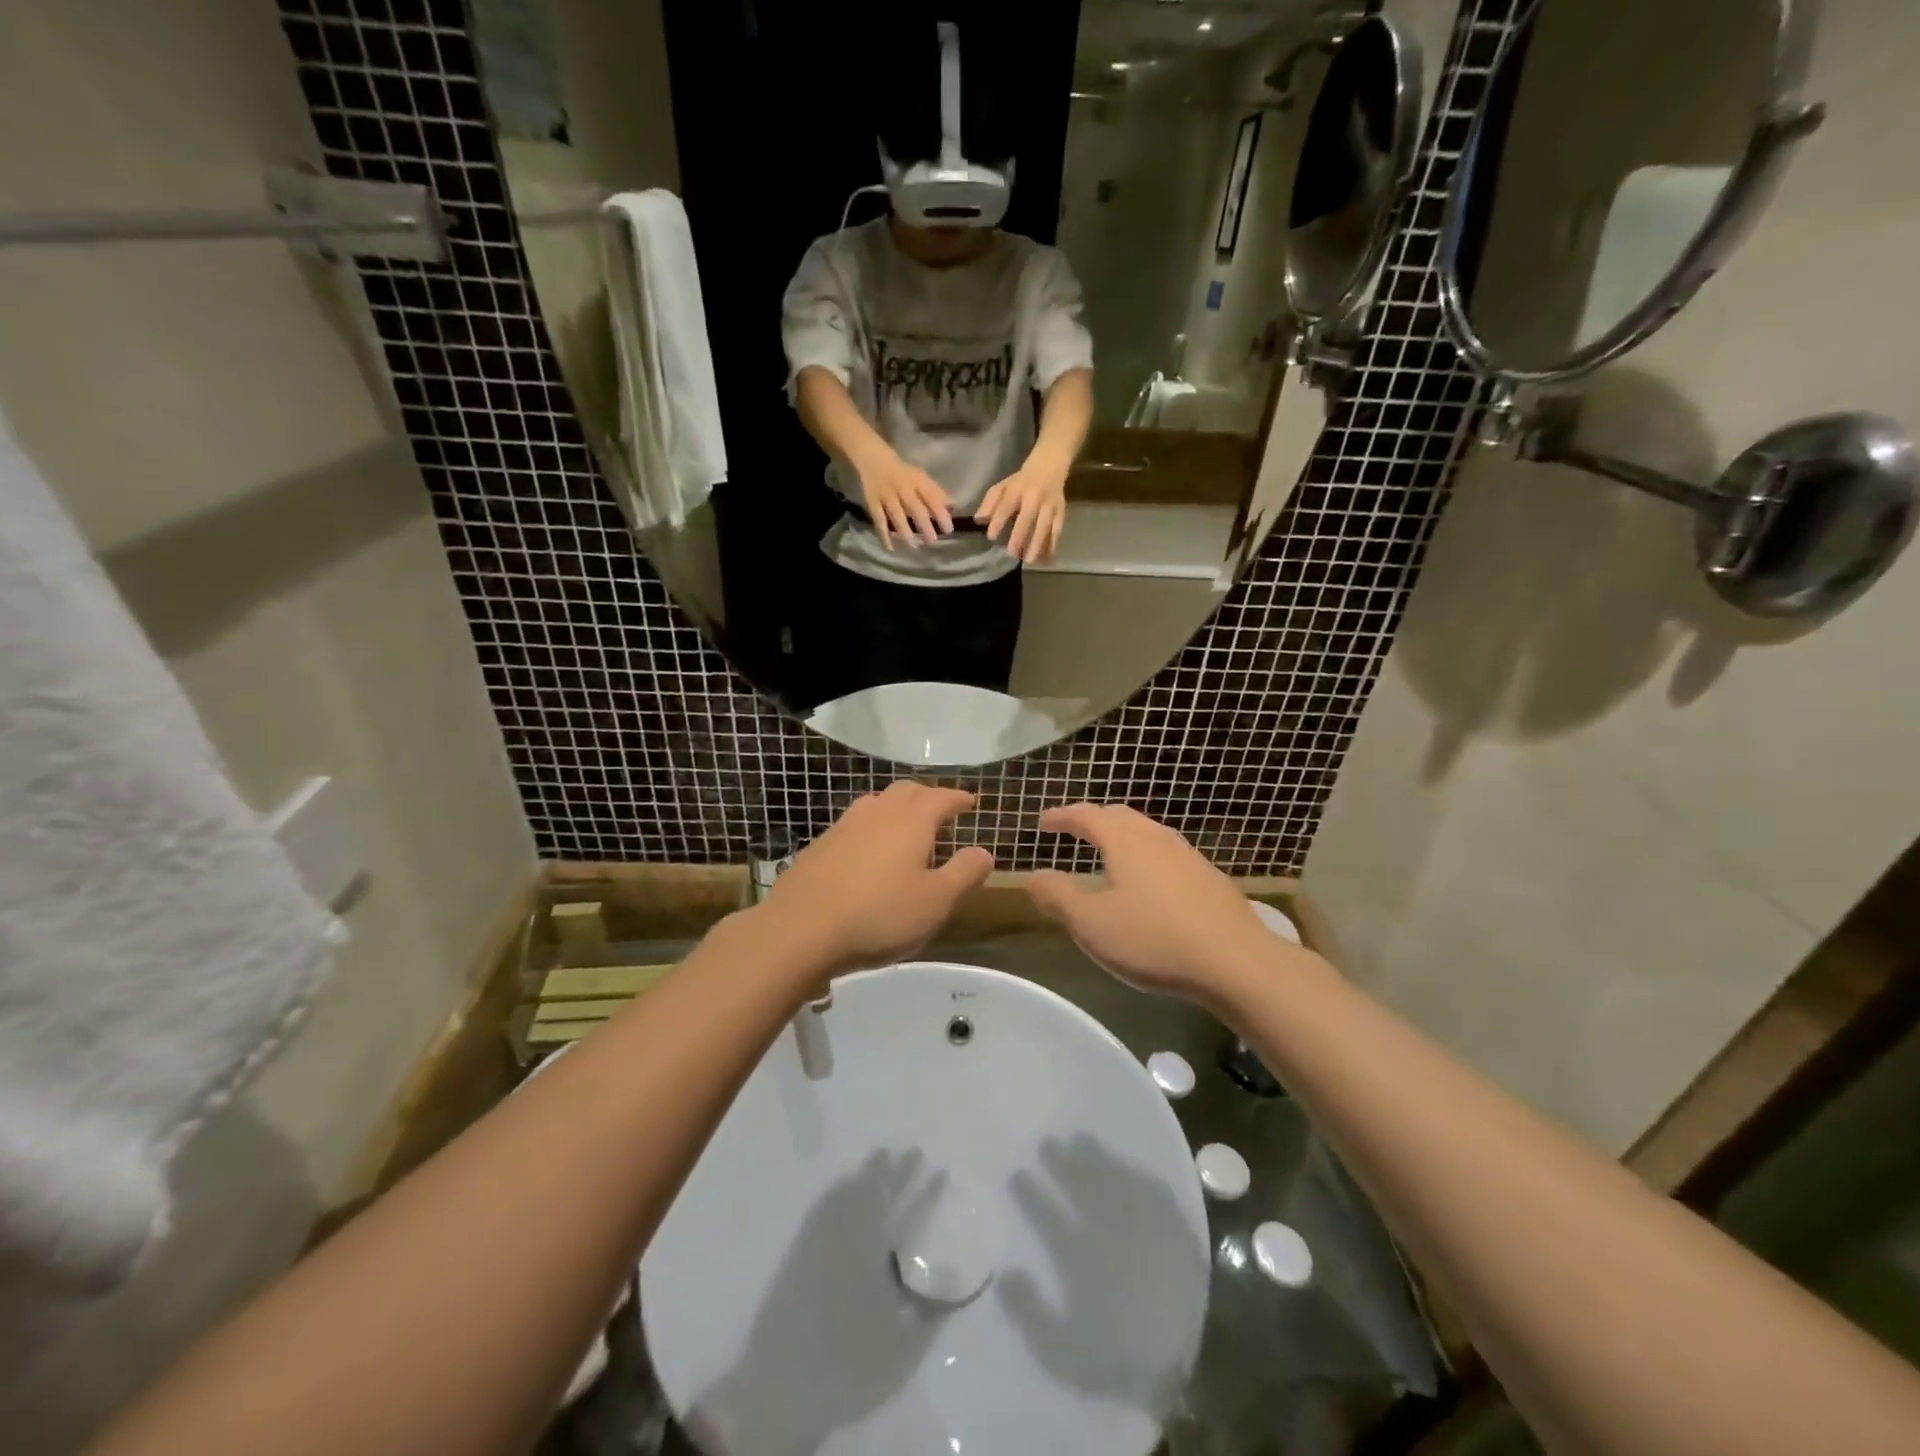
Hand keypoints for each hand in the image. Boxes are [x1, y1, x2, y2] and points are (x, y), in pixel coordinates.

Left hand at [759, 782, 993, 975]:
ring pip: (877, 803)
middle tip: (941, 812)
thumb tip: (984, 852)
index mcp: (911, 820)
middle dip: (928, 797)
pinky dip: (872, 827)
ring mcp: (844, 825)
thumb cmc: (880, 914)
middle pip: (907, 791)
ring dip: (897, 808)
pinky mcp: (820, 845)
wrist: (801, 928)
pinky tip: (869, 851)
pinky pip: (855, 823)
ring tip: (906, 828)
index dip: (958, 798)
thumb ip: (964, 873)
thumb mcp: (936, 901)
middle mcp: (878, 811)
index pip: (941, 797)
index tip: (971, 802)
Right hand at [854, 451, 953, 548]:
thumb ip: (936, 492)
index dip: (940, 513)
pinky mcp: (873, 503)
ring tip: (914, 547)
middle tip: (933, 542)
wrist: (874, 459)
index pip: (932, 497)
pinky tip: (890, 548)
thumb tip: (953, 507)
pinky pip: (879, 520)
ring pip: (897, 515)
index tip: (948, 530)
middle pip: (915, 508)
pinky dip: (884, 535)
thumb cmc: (903, 473)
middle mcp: (903, 488)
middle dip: (925, 526)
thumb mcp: (921, 477)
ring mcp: (887, 496)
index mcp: (917, 481)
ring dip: (906, 532)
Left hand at [976, 459, 1067, 563]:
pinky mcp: (1061, 513)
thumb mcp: (1002, 486)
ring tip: (1030, 561)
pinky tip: (1046, 560)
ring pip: (1045, 526)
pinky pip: (1057, 531)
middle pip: (1028, 517)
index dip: (999, 521)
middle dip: (1020, 536)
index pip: (1006, 506)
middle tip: (1012, 553)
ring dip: (1038, 544)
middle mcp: (1034, 497)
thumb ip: (990, 503)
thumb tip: (979, 520)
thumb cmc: (1021, 481)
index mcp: (1017, 489)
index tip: (991, 537)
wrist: (1050, 465)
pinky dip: (1052, 546)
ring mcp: (1050, 505)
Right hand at [1026, 803, 1308, 1000]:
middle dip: (1093, 820)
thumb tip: (1034, 877)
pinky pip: (1168, 855)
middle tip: (1075, 832)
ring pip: (1148, 833)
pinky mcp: (1210, 879)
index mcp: (1125, 841)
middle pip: (1120, 816)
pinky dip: (1147, 857)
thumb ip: (1058, 896)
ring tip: (1111, 855)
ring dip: (1123, 837)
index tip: (1044, 822)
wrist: (1237, 962)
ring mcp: (1188, 856)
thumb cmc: (1153, 939)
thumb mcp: (1091, 924)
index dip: (1062, 816)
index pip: (1087, 815)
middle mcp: (1157, 838)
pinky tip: (1150, 885)